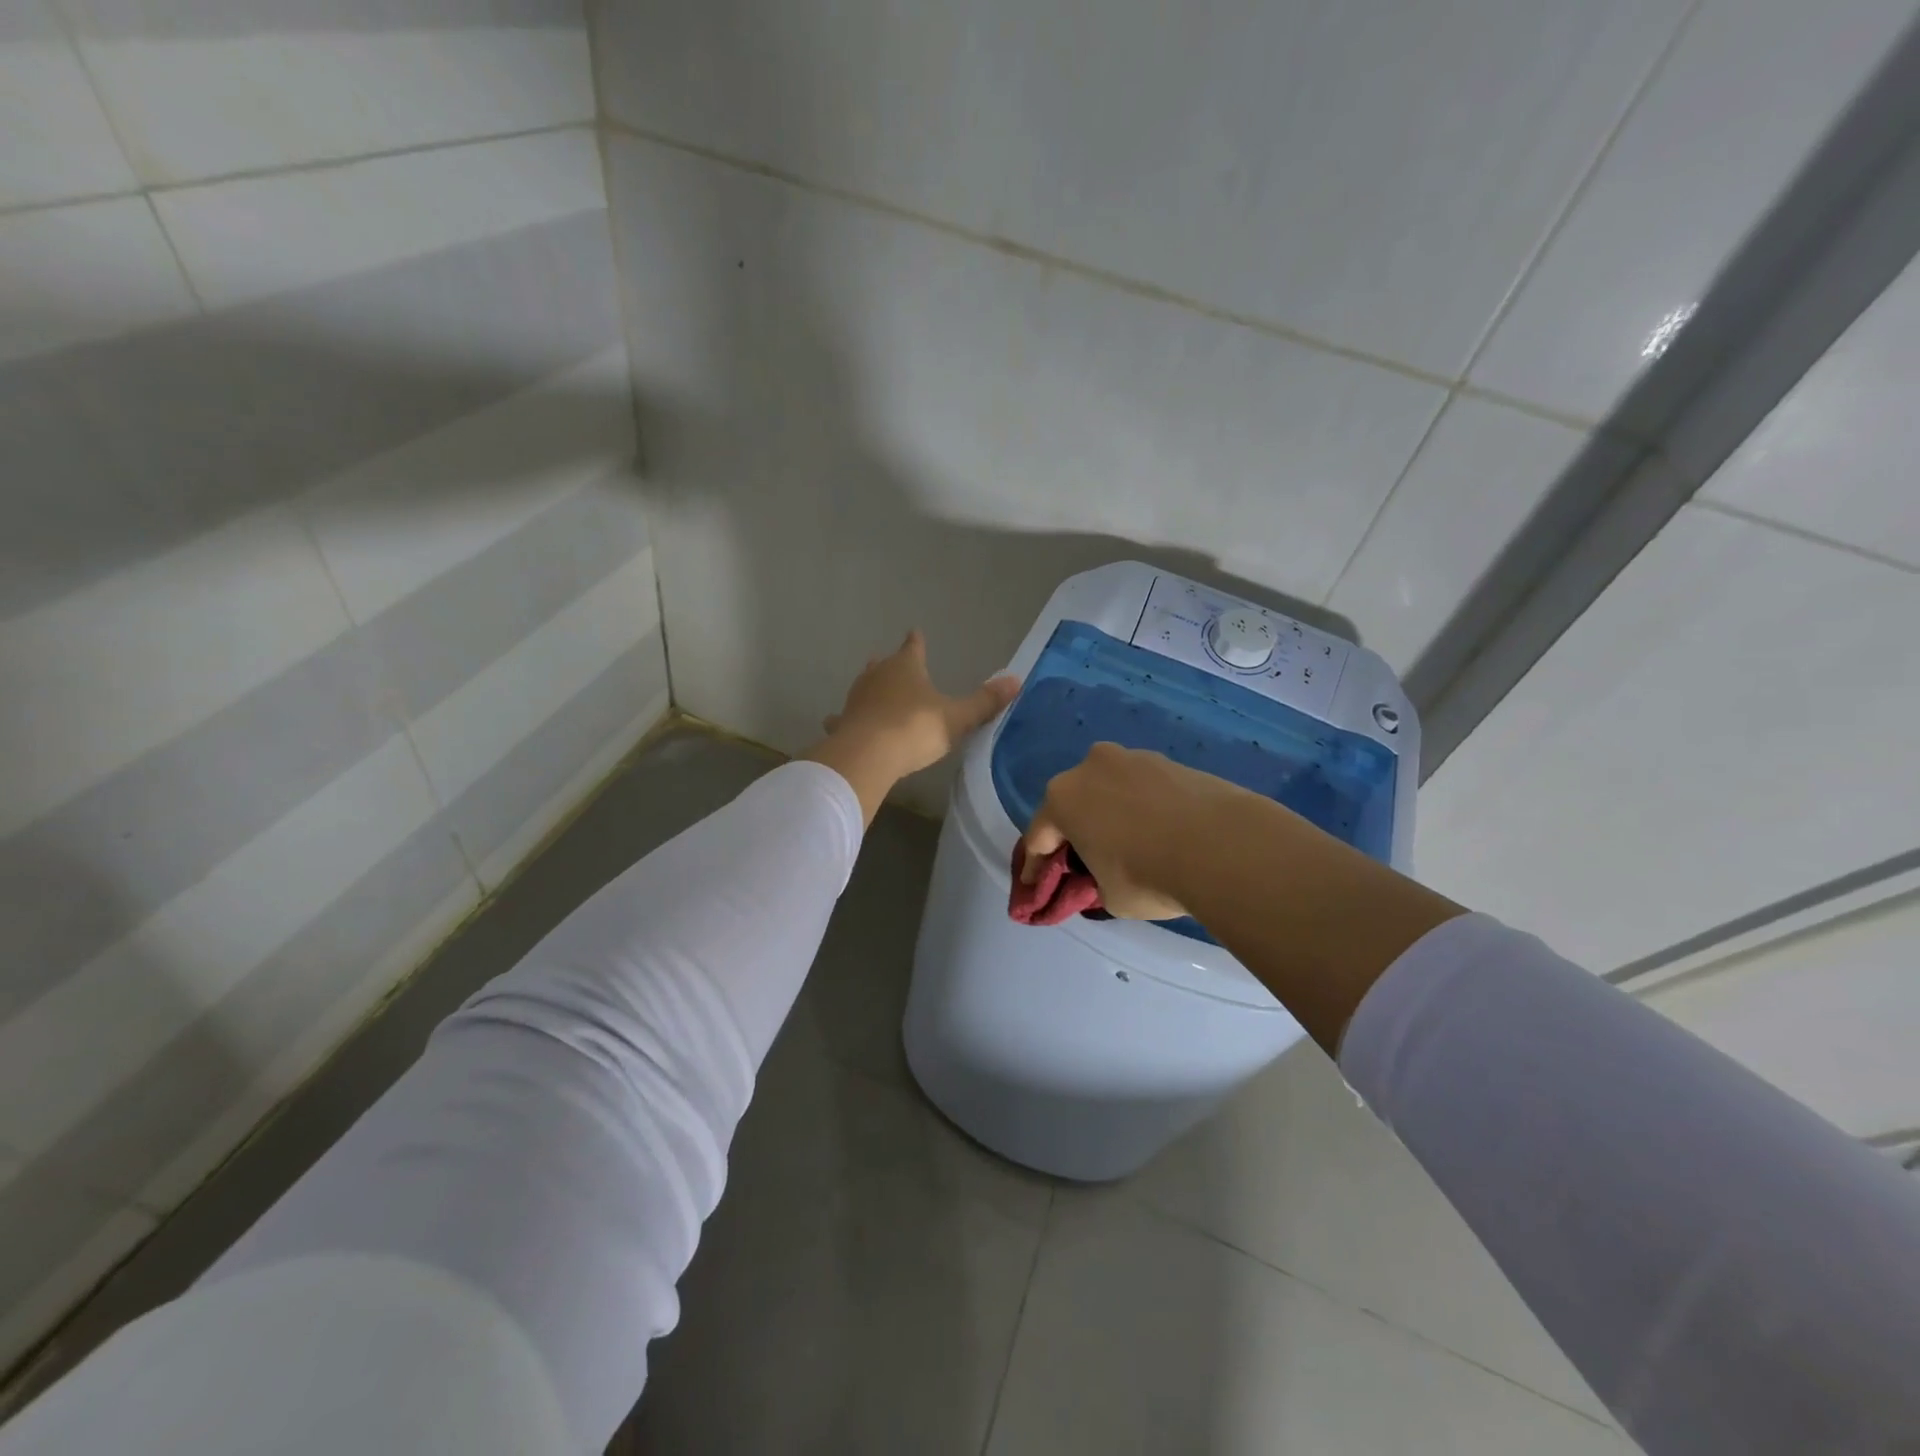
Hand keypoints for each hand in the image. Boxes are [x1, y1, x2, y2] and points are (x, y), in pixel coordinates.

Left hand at [803, 631, 1018, 822]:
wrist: (868, 754)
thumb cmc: (915, 729)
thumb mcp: (957, 718)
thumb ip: (984, 702)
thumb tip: (1016, 679)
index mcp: (906, 667)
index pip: (913, 647)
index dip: (916, 642)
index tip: (915, 633)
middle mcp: (877, 676)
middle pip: (884, 665)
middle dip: (890, 665)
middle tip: (892, 663)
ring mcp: (856, 699)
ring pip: (863, 688)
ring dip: (869, 690)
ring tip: (873, 692)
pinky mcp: (842, 723)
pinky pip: (843, 718)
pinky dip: (843, 719)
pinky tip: (836, 723)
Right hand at [1019, 743, 1252, 920]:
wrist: (1223, 846)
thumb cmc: (1148, 875)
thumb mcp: (1109, 897)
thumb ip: (1094, 883)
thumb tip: (1101, 878)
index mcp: (1062, 798)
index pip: (1039, 838)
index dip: (1036, 869)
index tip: (1038, 890)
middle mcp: (1090, 767)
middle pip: (1073, 805)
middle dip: (1074, 834)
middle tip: (1084, 864)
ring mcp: (1132, 758)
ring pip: (1110, 791)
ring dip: (1110, 815)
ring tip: (1129, 847)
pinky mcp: (1170, 760)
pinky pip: (1143, 789)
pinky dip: (1143, 808)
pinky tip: (1159, 833)